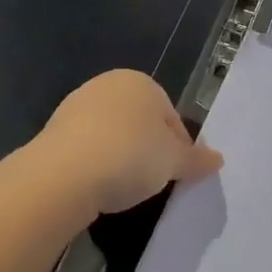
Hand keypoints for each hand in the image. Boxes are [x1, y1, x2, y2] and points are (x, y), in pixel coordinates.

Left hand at [34, 70, 223, 216]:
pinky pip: (87, 149)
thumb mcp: (173, 161)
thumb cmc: (130, 156)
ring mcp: (76, 106)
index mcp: (141, 82)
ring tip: (124, 188)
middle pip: (141, 123)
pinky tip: (98, 186)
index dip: (179, 149)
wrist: (63, 175)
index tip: (176, 174)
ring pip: (113, 135)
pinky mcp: (53, 132)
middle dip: (149, 150)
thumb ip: (196, 159)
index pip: (172, 118)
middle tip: (152, 181)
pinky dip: (96, 165)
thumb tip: (218, 159)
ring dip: (121, 158)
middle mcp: (108, 85)